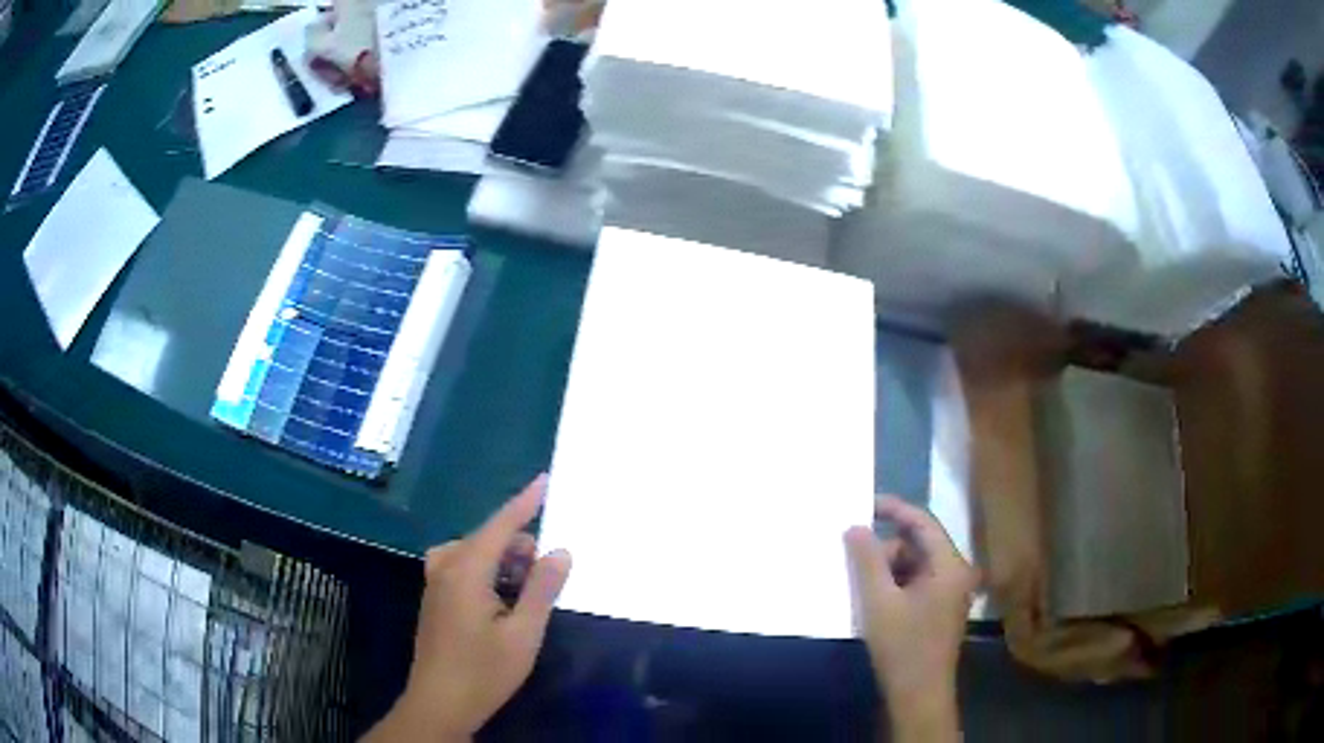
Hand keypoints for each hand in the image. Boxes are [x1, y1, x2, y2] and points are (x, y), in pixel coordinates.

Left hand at [365, 476, 571, 741]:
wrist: (439, 703)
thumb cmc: (484, 671)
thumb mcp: (524, 634)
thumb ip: (542, 589)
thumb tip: (559, 551)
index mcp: (466, 571)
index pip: (499, 525)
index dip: (524, 502)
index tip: (544, 480)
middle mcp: (445, 568)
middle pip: (486, 539)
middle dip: (519, 546)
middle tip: (546, 574)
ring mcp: (435, 584)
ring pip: (473, 553)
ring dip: (503, 561)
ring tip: (526, 590)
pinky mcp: (435, 600)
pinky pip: (462, 567)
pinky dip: (486, 571)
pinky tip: (501, 600)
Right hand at [844, 496, 976, 741]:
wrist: (919, 695)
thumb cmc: (902, 647)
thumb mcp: (878, 602)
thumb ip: (867, 560)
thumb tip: (856, 526)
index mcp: (949, 566)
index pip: (923, 522)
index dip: (894, 509)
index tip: (863, 505)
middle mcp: (955, 573)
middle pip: (917, 546)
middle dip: (885, 551)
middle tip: (853, 563)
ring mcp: (950, 593)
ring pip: (914, 567)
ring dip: (887, 573)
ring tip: (861, 590)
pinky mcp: (940, 611)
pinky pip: (916, 585)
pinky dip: (894, 588)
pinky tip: (874, 604)